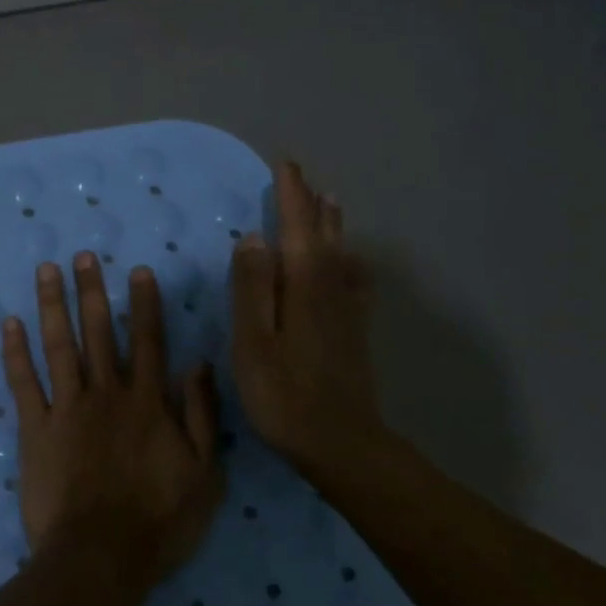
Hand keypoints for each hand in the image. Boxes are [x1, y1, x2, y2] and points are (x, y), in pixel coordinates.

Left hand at [3, 252, 224, 585]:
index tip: (136, 270)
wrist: (100, 557)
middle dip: (91, 291)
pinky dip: (15, 352)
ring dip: (52, 305)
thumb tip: (198, 365)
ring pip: (58, 346)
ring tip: (46, 271)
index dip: (143, 304)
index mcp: (148, 403)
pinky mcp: (35, 430)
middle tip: (81, 255)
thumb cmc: (160, 522)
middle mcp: (106, 394)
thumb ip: (201, 417)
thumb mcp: (205, 474)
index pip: (147, 341)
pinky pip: (23, 383)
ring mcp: (67, 409)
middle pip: (98, 333)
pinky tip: (9, 323)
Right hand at [229, 162, 388, 475]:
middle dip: (310, 202)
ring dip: (331, 224)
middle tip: (301, 174)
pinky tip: (350, 261)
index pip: (295, 227)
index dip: (290, 195)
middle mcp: (330, 288)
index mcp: (302, 286)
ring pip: (339, 253)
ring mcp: (346, 309)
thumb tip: (253, 237)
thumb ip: (252, 288)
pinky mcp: (354, 330)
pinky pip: (353, 279)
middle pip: (321, 234)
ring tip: (328, 201)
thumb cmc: (283, 395)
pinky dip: (348, 259)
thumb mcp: (253, 342)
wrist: (339, 442)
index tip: (285, 163)